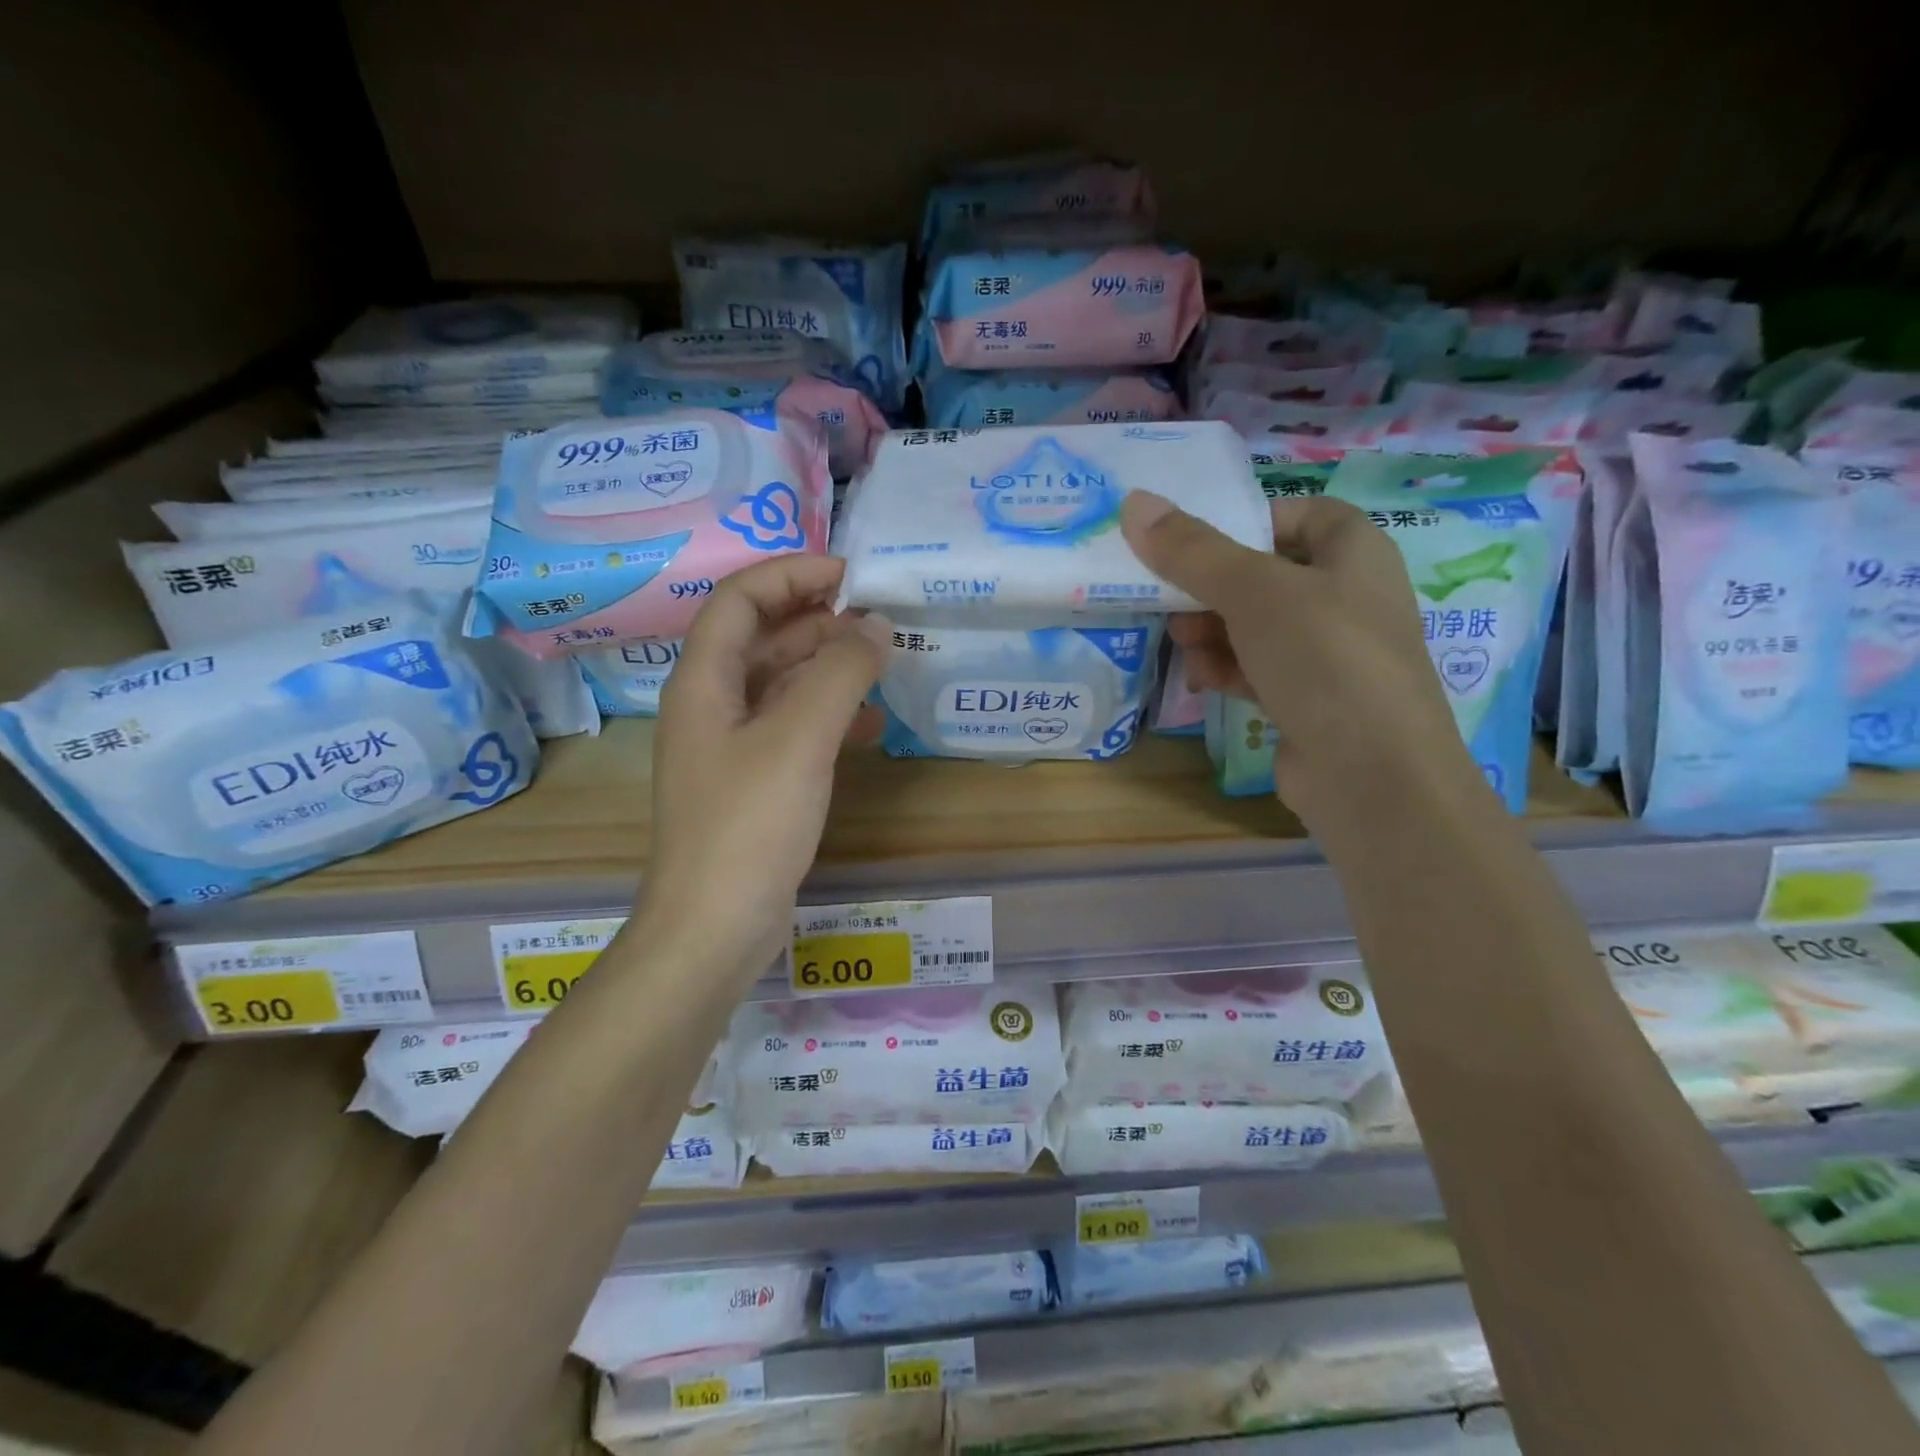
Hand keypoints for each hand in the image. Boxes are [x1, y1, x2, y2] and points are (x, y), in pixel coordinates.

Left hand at [640, 557, 888, 975]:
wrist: (713, 928)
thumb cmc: (749, 825)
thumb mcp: (800, 738)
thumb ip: (841, 673)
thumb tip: (878, 626)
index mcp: (703, 681)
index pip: (739, 599)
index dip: (791, 574)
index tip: (850, 573)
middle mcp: (710, 705)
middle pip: (761, 638)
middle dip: (817, 619)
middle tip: (877, 619)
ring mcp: (730, 747)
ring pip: (780, 684)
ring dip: (828, 667)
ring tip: (882, 663)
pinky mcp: (752, 782)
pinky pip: (792, 728)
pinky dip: (830, 716)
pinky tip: (871, 727)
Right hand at [1121, 489, 1476, 818]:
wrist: (1370, 774)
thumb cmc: (1322, 658)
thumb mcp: (1253, 592)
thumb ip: (1192, 550)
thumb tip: (1134, 502)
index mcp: (1356, 552)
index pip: (1300, 515)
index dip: (1247, 522)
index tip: (1196, 544)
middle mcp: (1349, 597)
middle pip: (1265, 574)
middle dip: (1212, 589)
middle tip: (1171, 602)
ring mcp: (1331, 654)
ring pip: (1256, 626)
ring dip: (1213, 633)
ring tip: (1185, 647)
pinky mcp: (1311, 699)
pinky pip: (1260, 669)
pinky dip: (1230, 669)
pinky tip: (1205, 682)